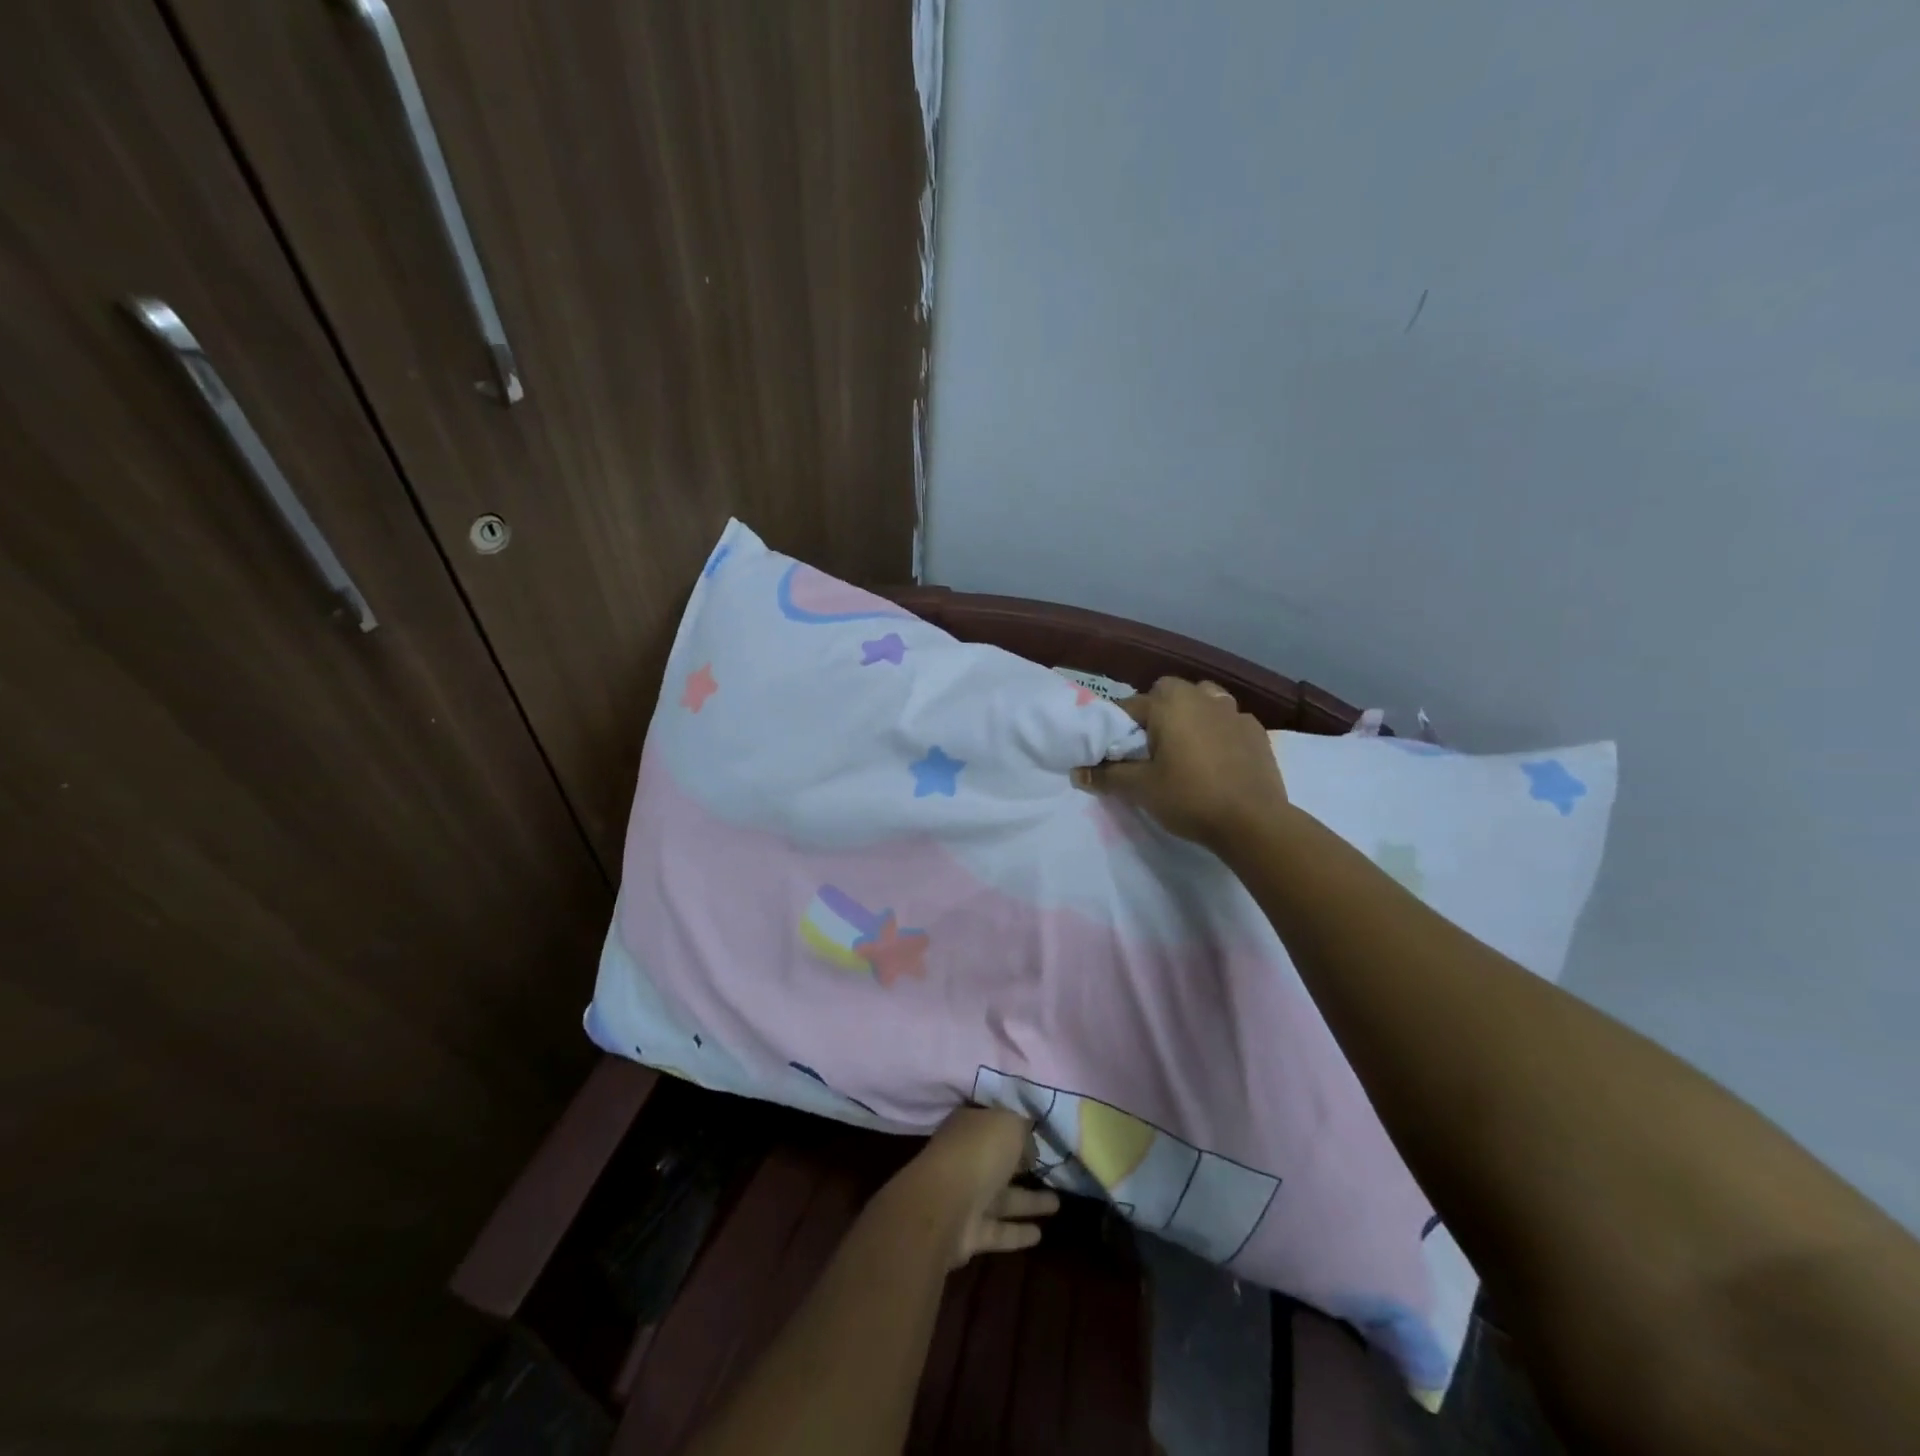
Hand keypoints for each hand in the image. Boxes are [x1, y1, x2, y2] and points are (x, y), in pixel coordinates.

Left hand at [893, 1107, 1057, 1267]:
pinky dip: (1017, 1232)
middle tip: (1051, 1170)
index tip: (1038, 1134)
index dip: (1015, 1127)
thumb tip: (1029, 1148)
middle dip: (1023, 1165)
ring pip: (1003, 1198)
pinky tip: (1040, 1235)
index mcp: (969, 1126)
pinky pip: (999, 1230)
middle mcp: (965, 1159)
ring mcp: (965, 1197)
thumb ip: (1022, 1130)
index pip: (993, 1122)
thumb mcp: (1009, 1124)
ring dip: (1028, 1201)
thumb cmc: (977, 1152)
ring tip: (1058, 1204)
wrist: (945, 1205)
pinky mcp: (969, 1233)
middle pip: (998, 1161)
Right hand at [1074, 677, 1289, 851]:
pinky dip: (1218, 731)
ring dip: (1190, 715)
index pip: (1129, 706)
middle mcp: (1201, 697)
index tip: (1115, 752)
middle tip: (1150, 748)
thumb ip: (1107, 776)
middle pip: (1167, 693)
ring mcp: (1234, 711)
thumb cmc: (1189, 798)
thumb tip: (1077, 772)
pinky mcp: (1257, 731)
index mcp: (1169, 703)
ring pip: (1202, 700)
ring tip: (1185, 747)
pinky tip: (1217, 758)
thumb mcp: (1140, 789)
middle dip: (1155, 712)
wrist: (1254, 822)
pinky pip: (1228, 721)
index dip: (1117, 728)